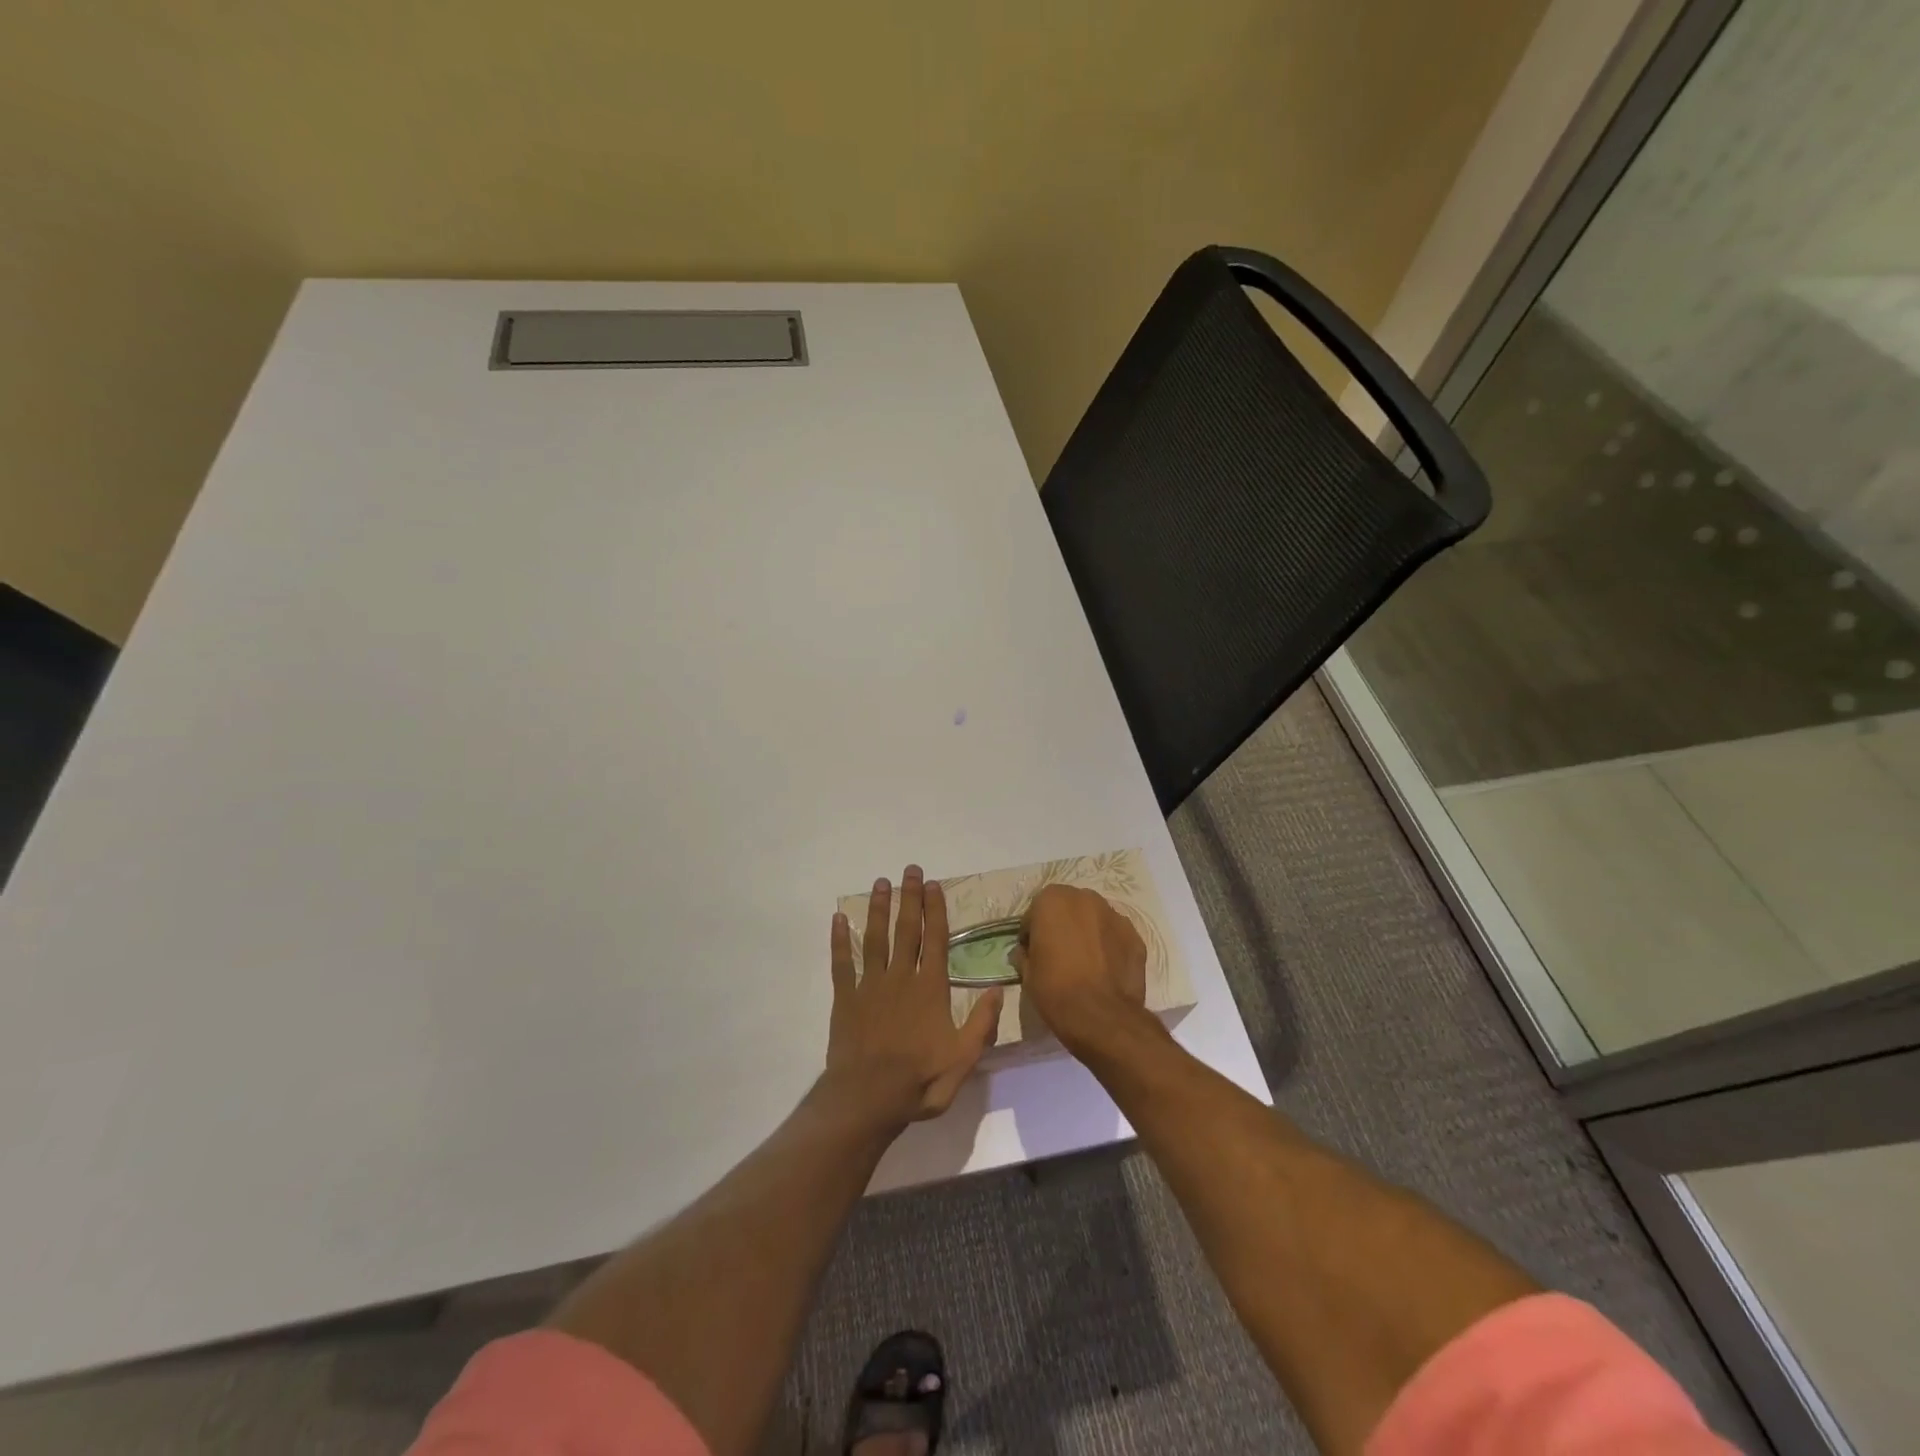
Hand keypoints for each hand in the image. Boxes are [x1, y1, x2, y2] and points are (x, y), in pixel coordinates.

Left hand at [823, 865, 1002, 1128]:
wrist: (868, 1099)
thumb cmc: (919, 1081)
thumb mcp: (963, 1059)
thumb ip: (982, 1023)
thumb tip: (997, 987)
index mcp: (930, 989)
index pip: (935, 940)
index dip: (936, 911)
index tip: (934, 885)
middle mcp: (901, 978)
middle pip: (906, 930)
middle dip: (910, 898)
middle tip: (911, 870)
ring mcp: (870, 986)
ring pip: (875, 939)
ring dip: (878, 909)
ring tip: (881, 883)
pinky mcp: (846, 998)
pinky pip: (841, 963)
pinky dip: (839, 940)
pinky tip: (837, 918)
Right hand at [1015, 884, 1148, 1055]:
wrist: (1102, 1017)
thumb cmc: (1055, 990)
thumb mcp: (1027, 974)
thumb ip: (1025, 954)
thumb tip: (1025, 952)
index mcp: (1052, 900)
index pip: (1036, 912)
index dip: (1032, 933)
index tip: (1033, 952)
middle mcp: (1085, 898)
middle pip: (1068, 908)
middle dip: (1062, 925)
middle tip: (1059, 954)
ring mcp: (1114, 915)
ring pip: (1094, 919)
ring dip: (1087, 932)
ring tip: (1085, 962)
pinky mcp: (1135, 935)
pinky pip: (1115, 936)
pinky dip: (1109, 946)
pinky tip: (1105, 969)